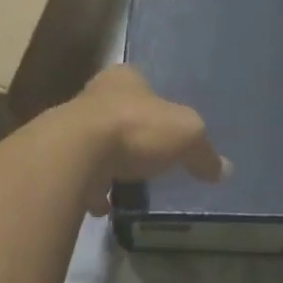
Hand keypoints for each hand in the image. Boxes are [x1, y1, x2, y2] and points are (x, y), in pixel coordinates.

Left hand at [71, 65, 227, 215]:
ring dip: (110, 161)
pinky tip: (106, 205)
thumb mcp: (187, 135)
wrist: (75, 154)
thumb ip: (204, 152)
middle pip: (118, 112)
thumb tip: (224, 170)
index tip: (166, 125)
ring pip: (96, 142)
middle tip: (151, 156)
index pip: (141, 81)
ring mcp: (70, 127)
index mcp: (124, 77)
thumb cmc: (135, 128)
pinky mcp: (58, 160)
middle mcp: (93, 94)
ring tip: (130, 184)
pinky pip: (81, 174)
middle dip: (133, 133)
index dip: (155, 102)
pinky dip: (93, 189)